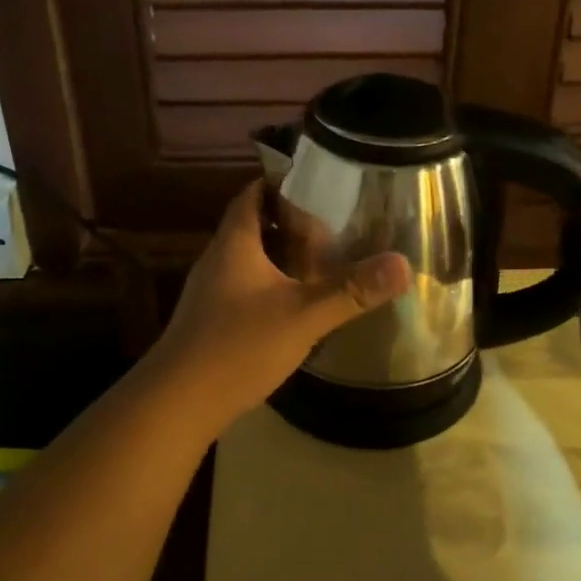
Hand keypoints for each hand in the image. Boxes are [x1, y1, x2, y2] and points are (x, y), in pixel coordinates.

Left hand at [148, 181, 411, 423]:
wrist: (177, 403)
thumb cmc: (237, 346)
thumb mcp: (302, 316)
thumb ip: (351, 290)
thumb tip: (402, 263)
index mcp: (234, 243)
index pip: (253, 193)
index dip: (280, 181)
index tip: (316, 178)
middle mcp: (218, 259)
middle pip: (252, 224)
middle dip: (288, 219)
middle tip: (332, 219)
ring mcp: (210, 292)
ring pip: (249, 259)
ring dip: (279, 254)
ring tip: (322, 257)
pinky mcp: (211, 320)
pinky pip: (245, 287)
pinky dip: (271, 283)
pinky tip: (295, 302)